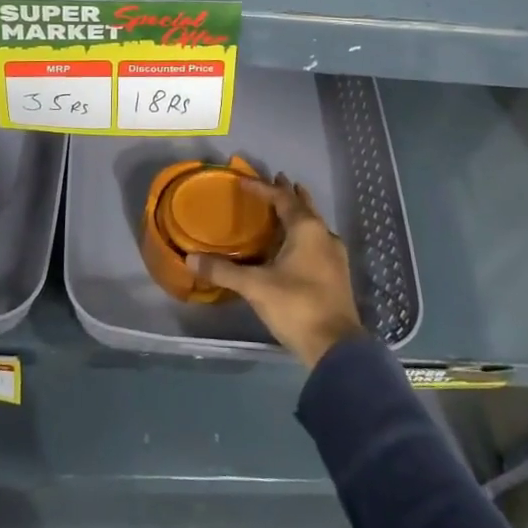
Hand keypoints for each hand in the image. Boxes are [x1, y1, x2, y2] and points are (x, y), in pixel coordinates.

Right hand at [189, 173, 365, 367]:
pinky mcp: (337, 275)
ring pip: (314, 225)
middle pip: (304, 206)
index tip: (243, 180)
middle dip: (288, 193)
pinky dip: (303, 235)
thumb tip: (190, 258)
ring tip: (284, 209)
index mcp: (307, 229)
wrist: (336, 348)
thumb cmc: (296, 306)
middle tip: (275, 179)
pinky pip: (317, 242)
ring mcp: (335, 256)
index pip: (282, 198)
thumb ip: (223, 271)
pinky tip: (295, 246)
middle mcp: (324, 235)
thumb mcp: (255, 286)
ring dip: (299, 213)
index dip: (262, 187)